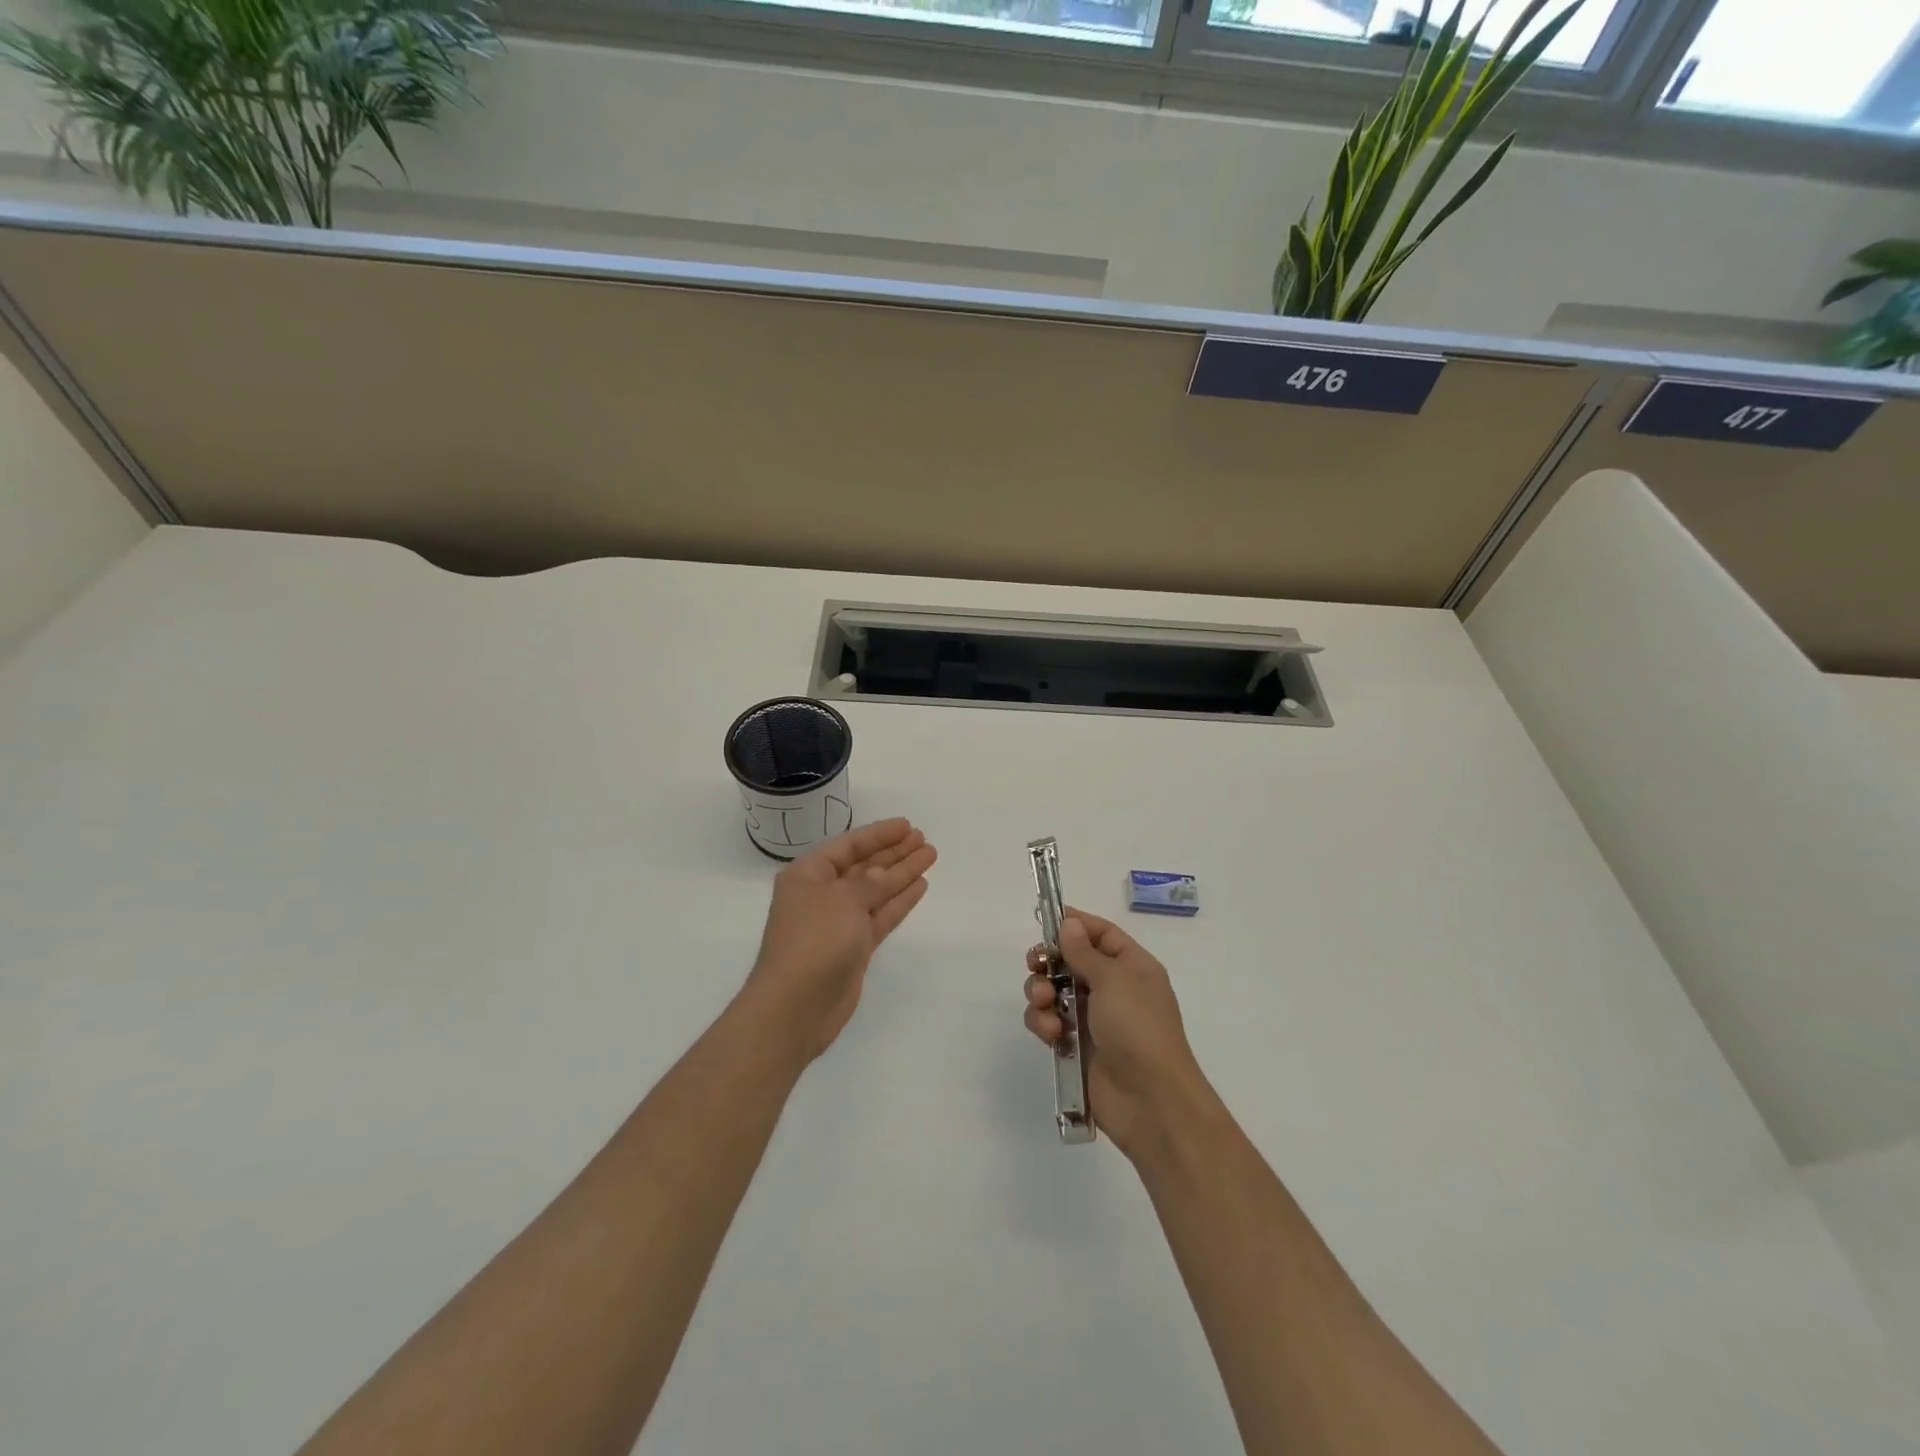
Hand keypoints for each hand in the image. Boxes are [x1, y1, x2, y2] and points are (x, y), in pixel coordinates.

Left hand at [743, 818, 936, 1061]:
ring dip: (902, 873)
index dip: (878, 834)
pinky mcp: (854, 948)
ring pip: (876, 890)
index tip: (907, 825)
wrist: (796, 1006)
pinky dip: (899, 901)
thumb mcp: (843, 899)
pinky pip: (880, 915)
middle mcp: (822, 894)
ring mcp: (839, 922)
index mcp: (808, 874)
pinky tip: (920, 885)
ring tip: (929, 856)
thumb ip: (871, 882)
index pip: (848, 845)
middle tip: (923, 839)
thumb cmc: (814, 940)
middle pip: (864, 866)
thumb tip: (885, 873)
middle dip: (893, 852)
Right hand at [1024, 908, 1208, 1158]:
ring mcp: (1093, 1018)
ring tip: (1044, 1004)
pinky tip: (1050, 1032)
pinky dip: (1043, 1022)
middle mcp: (1113, 988)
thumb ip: (1084, 952)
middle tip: (1035, 965)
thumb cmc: (1138, 1029)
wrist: (1150, 1101)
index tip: (1045, 921)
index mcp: (1132, 967)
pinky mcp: (1075, 1046)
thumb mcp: (1114, 980)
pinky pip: (1049, 1022)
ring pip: (1054, 991)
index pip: (1102, 934)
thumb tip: (1069, 923)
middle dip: (1049, 962)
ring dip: (1041, 993)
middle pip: (1071, 961)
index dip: (1075, 925)